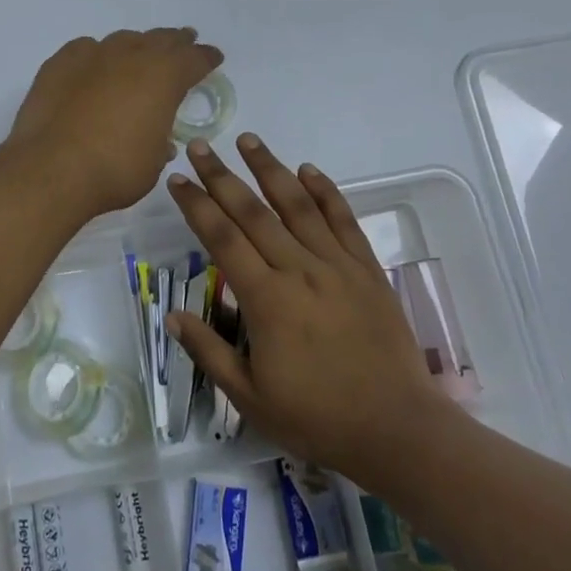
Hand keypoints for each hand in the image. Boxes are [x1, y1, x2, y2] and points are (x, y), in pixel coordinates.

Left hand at [7, 29, 223, 216]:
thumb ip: (159, 140)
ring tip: (139, 55)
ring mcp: (93, 55)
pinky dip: (96, 57)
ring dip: (136, 47)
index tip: (213, 57)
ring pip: (123, 40)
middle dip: (176, 41)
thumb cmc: (114, 170)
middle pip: (161, 39)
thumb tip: (157, 137)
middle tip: (184, 41)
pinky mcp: (60, 63)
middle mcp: (132, 56)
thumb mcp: (153, 161)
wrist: (51, 169)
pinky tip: (94, 68)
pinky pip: (86, 50)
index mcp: (164, 76)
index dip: (206, 58)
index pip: (194, 58)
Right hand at [166, 133, 448, 490]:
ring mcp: (337, 265)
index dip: (196, 206)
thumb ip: (210, 353)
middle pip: (253, 212)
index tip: (177, 180)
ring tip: (249, 140)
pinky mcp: (367, 269)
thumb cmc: (318, 419)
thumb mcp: (251, 398)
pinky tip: (309, 170)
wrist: (397, 430)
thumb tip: (173, 316)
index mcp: (266, 300)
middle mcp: (299, 270)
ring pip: (297, 205)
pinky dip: (325, 192)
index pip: (222, 239)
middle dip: (222, 176)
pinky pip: (344, 220)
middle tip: (200, 146)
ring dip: (270, 169)